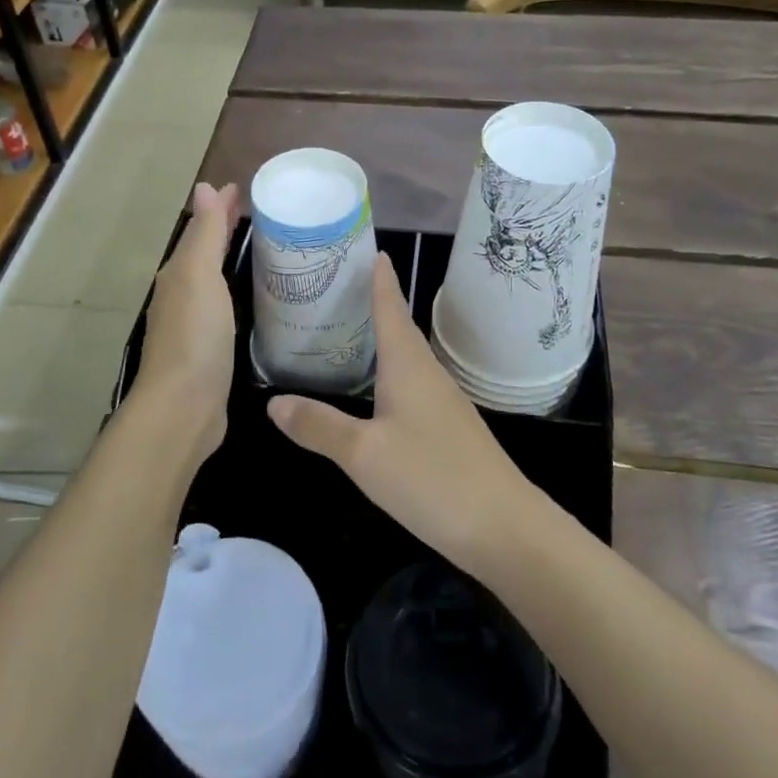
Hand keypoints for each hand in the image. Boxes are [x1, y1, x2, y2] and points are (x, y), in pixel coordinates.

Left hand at [136, 182, 240, 457]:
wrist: (185, 406)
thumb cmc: (194, 334)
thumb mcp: (198, 275)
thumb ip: (204, 234)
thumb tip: (203, 188)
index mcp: (180, 274)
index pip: (202, 230)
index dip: (220, 208)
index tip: (244, 189)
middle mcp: (182, 295)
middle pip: (206, 253)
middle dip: (225, 231)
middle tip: (259, 214)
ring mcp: (195, 325)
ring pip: (215, 280)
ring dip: (232, 261)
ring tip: (264, 250)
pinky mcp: (211, 351)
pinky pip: (226, 308)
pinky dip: (238, 292)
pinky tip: (257, 297)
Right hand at [266, 256, 537, 570]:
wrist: (503, 527)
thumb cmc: (430, 477)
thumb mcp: (363, 454)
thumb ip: (319, 426)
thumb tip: (273, 402)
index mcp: (408, 364)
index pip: (391, 308)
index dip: (380, 280)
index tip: (372, 250)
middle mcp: (427, 373)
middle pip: (399, 328)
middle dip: (375, 304)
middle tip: (341, 287)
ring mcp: (442, 400)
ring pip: (406, 357)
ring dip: (383, 338)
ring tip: (351, 330)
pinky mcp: (448, 427)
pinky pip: (413, 383)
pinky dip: (390, 372)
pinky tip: (377, 389)